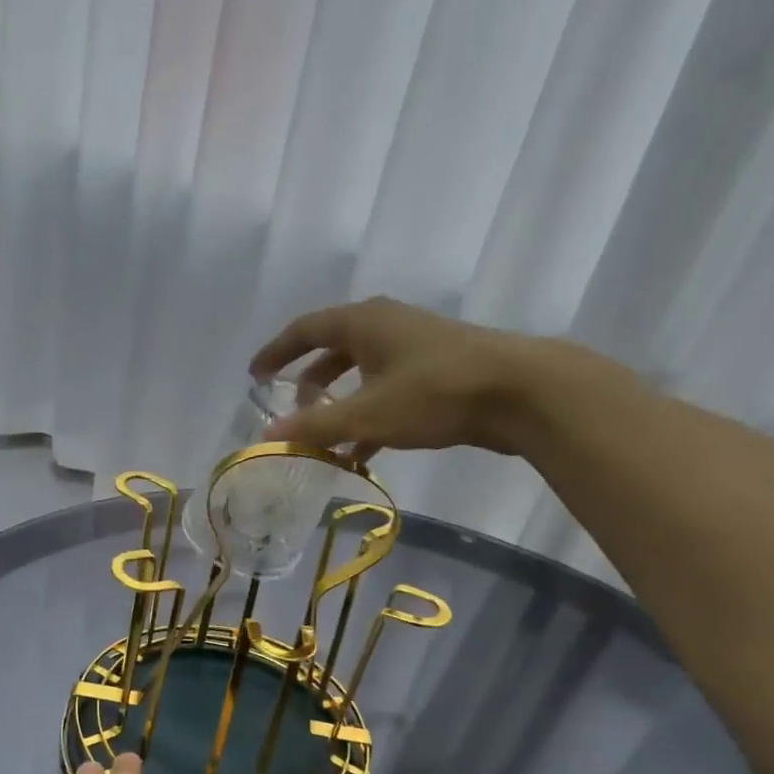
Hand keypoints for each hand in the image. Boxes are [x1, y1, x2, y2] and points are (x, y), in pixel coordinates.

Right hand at [248, 296, 544, 461]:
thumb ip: (315, 427)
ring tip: (324, 437)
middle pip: (334, 349)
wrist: (519, 392)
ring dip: (340, 403)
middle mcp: (386, 325)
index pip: (305, 329)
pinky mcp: (437, 370)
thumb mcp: (367, 414)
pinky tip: (362, 450)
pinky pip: (387, 389)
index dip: (276, 352)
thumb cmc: (434, 393)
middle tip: (292, 411)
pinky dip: (369, 414)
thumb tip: (269, 436)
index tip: (255, 375)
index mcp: (363, 322)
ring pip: (362, 372)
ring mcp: (414, 346)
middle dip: (309, 382)